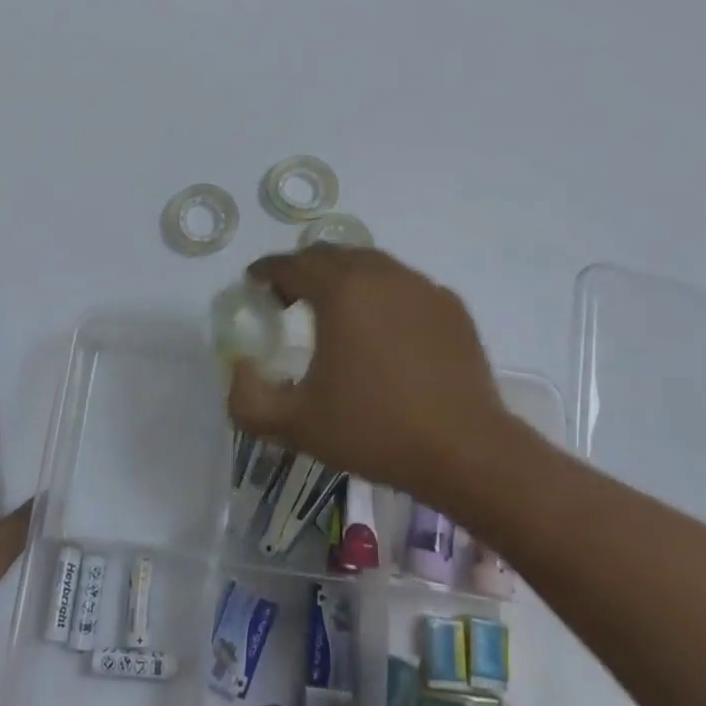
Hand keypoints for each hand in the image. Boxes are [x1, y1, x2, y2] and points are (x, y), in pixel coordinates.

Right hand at [228, 247, 533, 502]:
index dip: (266, 271)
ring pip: (370, 264)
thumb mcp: (295, 424)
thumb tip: (240, 367)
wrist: (466, 451)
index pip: (290, 264)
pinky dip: (382, 295)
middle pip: (330, 254)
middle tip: (288, 299)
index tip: (254, 284)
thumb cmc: (374, 431)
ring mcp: (420, 287)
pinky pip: (404, 285)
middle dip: (302, 269)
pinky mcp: (450, 306)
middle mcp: (380, 274)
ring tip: (335, 312)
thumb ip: (247, 398)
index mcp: (339, 291)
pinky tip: (383, 330)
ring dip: (343, 277)